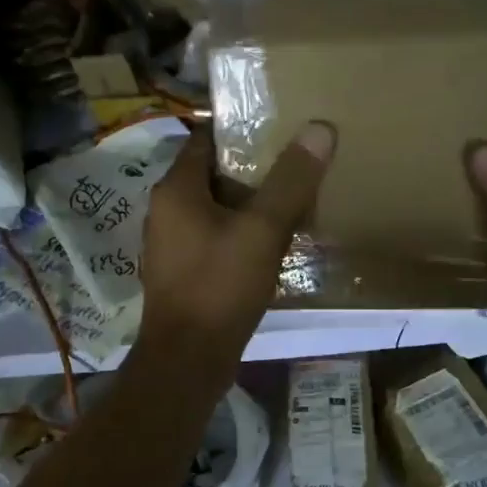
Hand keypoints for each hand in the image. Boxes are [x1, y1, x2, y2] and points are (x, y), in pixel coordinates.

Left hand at [137, 122, 334, 370]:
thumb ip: (290, 181)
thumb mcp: (262, 230)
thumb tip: (319, 129)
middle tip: (297, 163)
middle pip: (214, 174)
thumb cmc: (219, 287)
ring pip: (217, 208)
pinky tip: (274, 242)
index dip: (241, 129)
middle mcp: (167, 210)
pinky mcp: (185, 271)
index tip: (280, 126)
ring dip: (251, 203)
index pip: (205, 138)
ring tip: (295, 199)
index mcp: (176, 189)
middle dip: (254, 168)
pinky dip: (243, 232)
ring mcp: (174, 243)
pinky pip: (217, 237)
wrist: (188, 360)